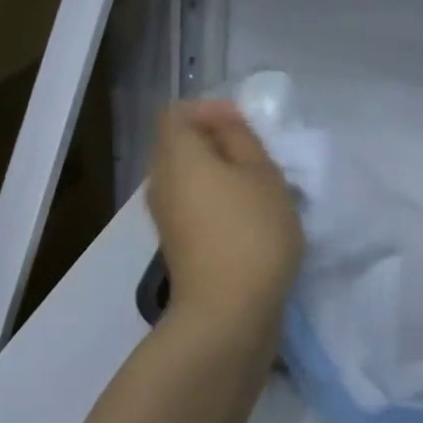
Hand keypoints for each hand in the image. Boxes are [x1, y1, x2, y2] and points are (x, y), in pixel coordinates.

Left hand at [147, 101, 303, 338]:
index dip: (211, 110)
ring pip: (189, 177)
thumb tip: (223, 125)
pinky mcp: (177, 243)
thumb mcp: (261, 173)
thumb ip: (241, 138)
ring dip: (221, 174)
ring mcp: (166, 216)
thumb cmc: (250, 232)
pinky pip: (193, 204)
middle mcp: (161, 181)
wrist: (227, 312)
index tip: (247, 126)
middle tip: (257, 155)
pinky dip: (216, 200)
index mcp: (176, 156)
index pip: (177, 114)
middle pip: (180, 145)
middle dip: (218, 142)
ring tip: (259, 187)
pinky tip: (249, 217)